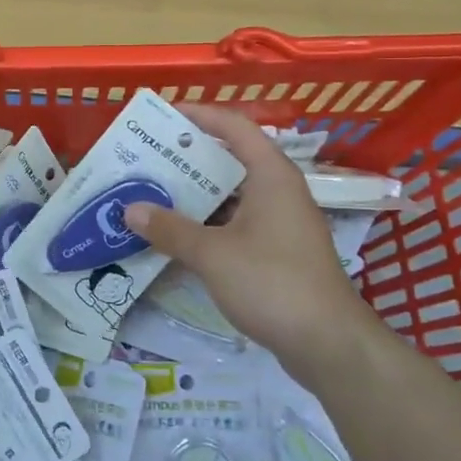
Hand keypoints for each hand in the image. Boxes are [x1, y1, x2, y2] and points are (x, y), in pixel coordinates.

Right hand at [122, 105, 380, 373]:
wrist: (329, 344)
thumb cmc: (272, 283)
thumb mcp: (213, 254)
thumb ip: (170, 229)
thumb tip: (130, 209)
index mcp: (271, 176)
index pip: (234, 127)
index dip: (200, 116)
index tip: (163, 117)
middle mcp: (279, 191)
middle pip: (231, 160)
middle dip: (188, 159)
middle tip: (147, 159)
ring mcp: (281, 223)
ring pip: (232, 195)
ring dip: (196, 195)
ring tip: (153, 194)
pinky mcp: (278, 252)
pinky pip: (237, 223)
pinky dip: (208, 223)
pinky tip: (177, 235)